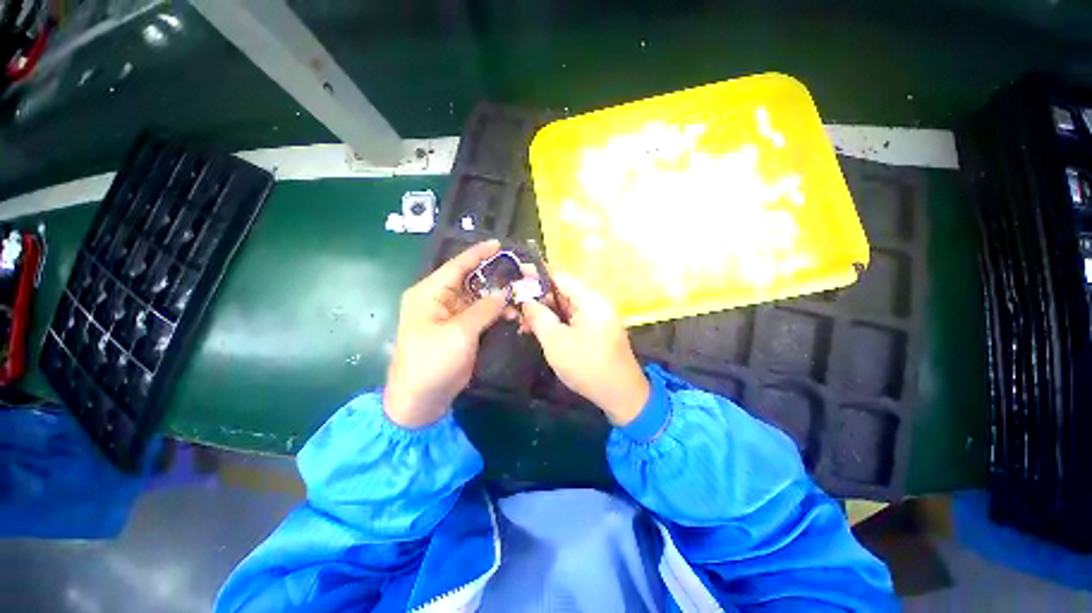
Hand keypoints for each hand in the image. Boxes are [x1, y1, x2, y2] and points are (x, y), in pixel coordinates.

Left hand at [384, 240, 506, 427]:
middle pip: (469, 281)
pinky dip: (494, 313)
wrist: (420, 401)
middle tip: (519, 273)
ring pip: (477, 298)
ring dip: (497, 297)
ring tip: (519, 297)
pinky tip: (510, 314)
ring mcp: (449, 316)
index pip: (456, 266)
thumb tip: (504, 292)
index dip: (478, 254)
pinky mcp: (459, 331)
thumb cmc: (433, 362)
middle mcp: (438, 300)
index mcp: (429, 294)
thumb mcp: (459, 333)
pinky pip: (479, 315)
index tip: (499, 244)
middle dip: (493, 277)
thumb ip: (484, 309)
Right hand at [522, 273, 649, 425]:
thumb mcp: (556, 341)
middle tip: (513, 307)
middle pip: (561, 292)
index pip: (559, 277)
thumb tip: (525, 299)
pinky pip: (571, 319)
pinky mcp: (595, 330)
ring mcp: (596, 317)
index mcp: (591, 299)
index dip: (535, 275)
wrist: (621, 396)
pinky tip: (537, 331)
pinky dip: (554, 323)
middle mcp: (595, 303)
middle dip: (537, 298)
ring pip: (564, 307)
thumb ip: (538, 316)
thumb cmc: (587, 366)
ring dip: (544, 313)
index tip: (514, 276)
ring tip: (521, 323)